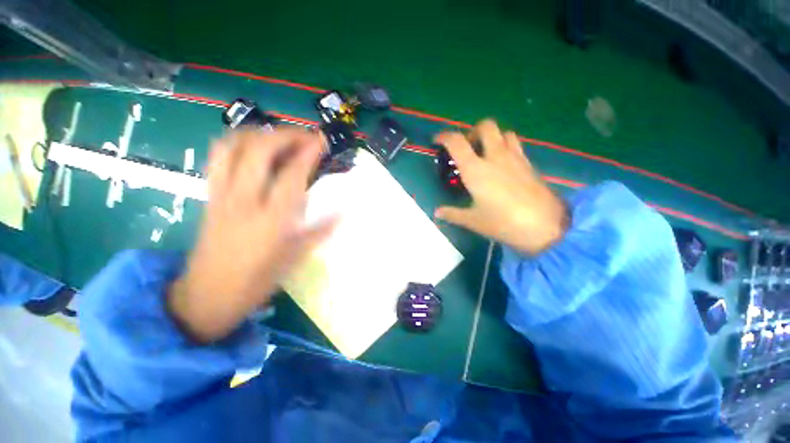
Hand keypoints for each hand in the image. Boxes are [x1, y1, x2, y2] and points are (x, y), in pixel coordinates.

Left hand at [169, 128, 335, 342]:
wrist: (206, 295)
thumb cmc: (256, 281)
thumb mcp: (295, 259)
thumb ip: (321, 231)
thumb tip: (344, 213)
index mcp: (271, 221)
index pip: (292, 174)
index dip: (308, 152)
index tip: (321, 141)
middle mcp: (244, 201)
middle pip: (259, 150)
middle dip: (285, 134)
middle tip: (305, 136)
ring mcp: (222, 195)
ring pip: (232, 146)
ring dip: (259, 133)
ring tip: (280, 136)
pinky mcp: (209, 195)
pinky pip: (217, 157)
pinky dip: (236, 142)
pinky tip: (253, 147)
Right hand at [434, 120, 568, 255]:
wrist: (545, 227)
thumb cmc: (502, 223)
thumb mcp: (473, 220)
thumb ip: (452, 214)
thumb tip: (437, 213)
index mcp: (476, 169)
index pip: (456, 142)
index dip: (444, 137)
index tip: (437, 141)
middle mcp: (495, 157)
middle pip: (485, 126)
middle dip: (473, 131)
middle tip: (467, 147)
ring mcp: (515, 157)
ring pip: (504, 132)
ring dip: (492, 137)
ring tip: (485, 153)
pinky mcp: (529, 163)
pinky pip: (515, 144)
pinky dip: (505, 146)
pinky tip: (502, 164)